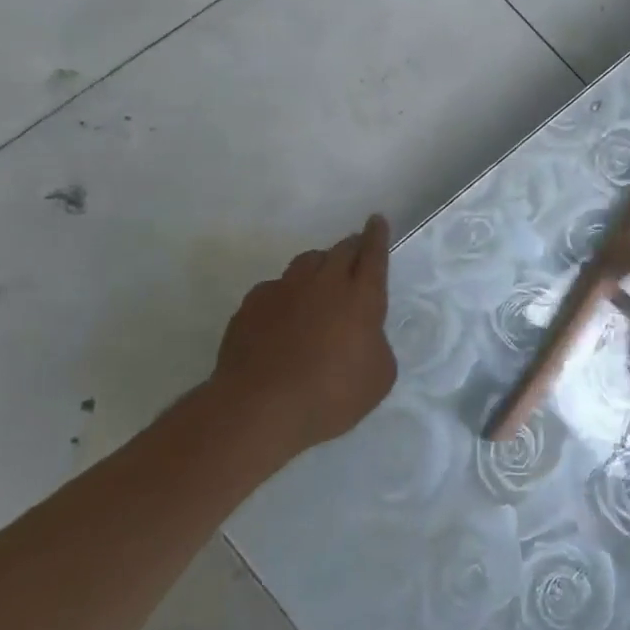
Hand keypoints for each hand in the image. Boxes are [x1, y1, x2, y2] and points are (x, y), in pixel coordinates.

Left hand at [209, 215, 397, 465]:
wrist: (259, 408)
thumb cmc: (331, 394)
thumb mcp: (379, 377)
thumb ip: (377, 346)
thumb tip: (364, 338)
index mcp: (362, 297)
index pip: (373, 254)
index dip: (377, 235)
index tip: (376, 220)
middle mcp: (324, 283)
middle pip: (341, 250)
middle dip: (351, 247)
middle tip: (355, 252)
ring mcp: (284, 291)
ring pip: (305, 262)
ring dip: (318, 265)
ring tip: (319, 280)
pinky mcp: (251, 306)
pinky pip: (274, 287)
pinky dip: (285, 293)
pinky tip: (282, 313)